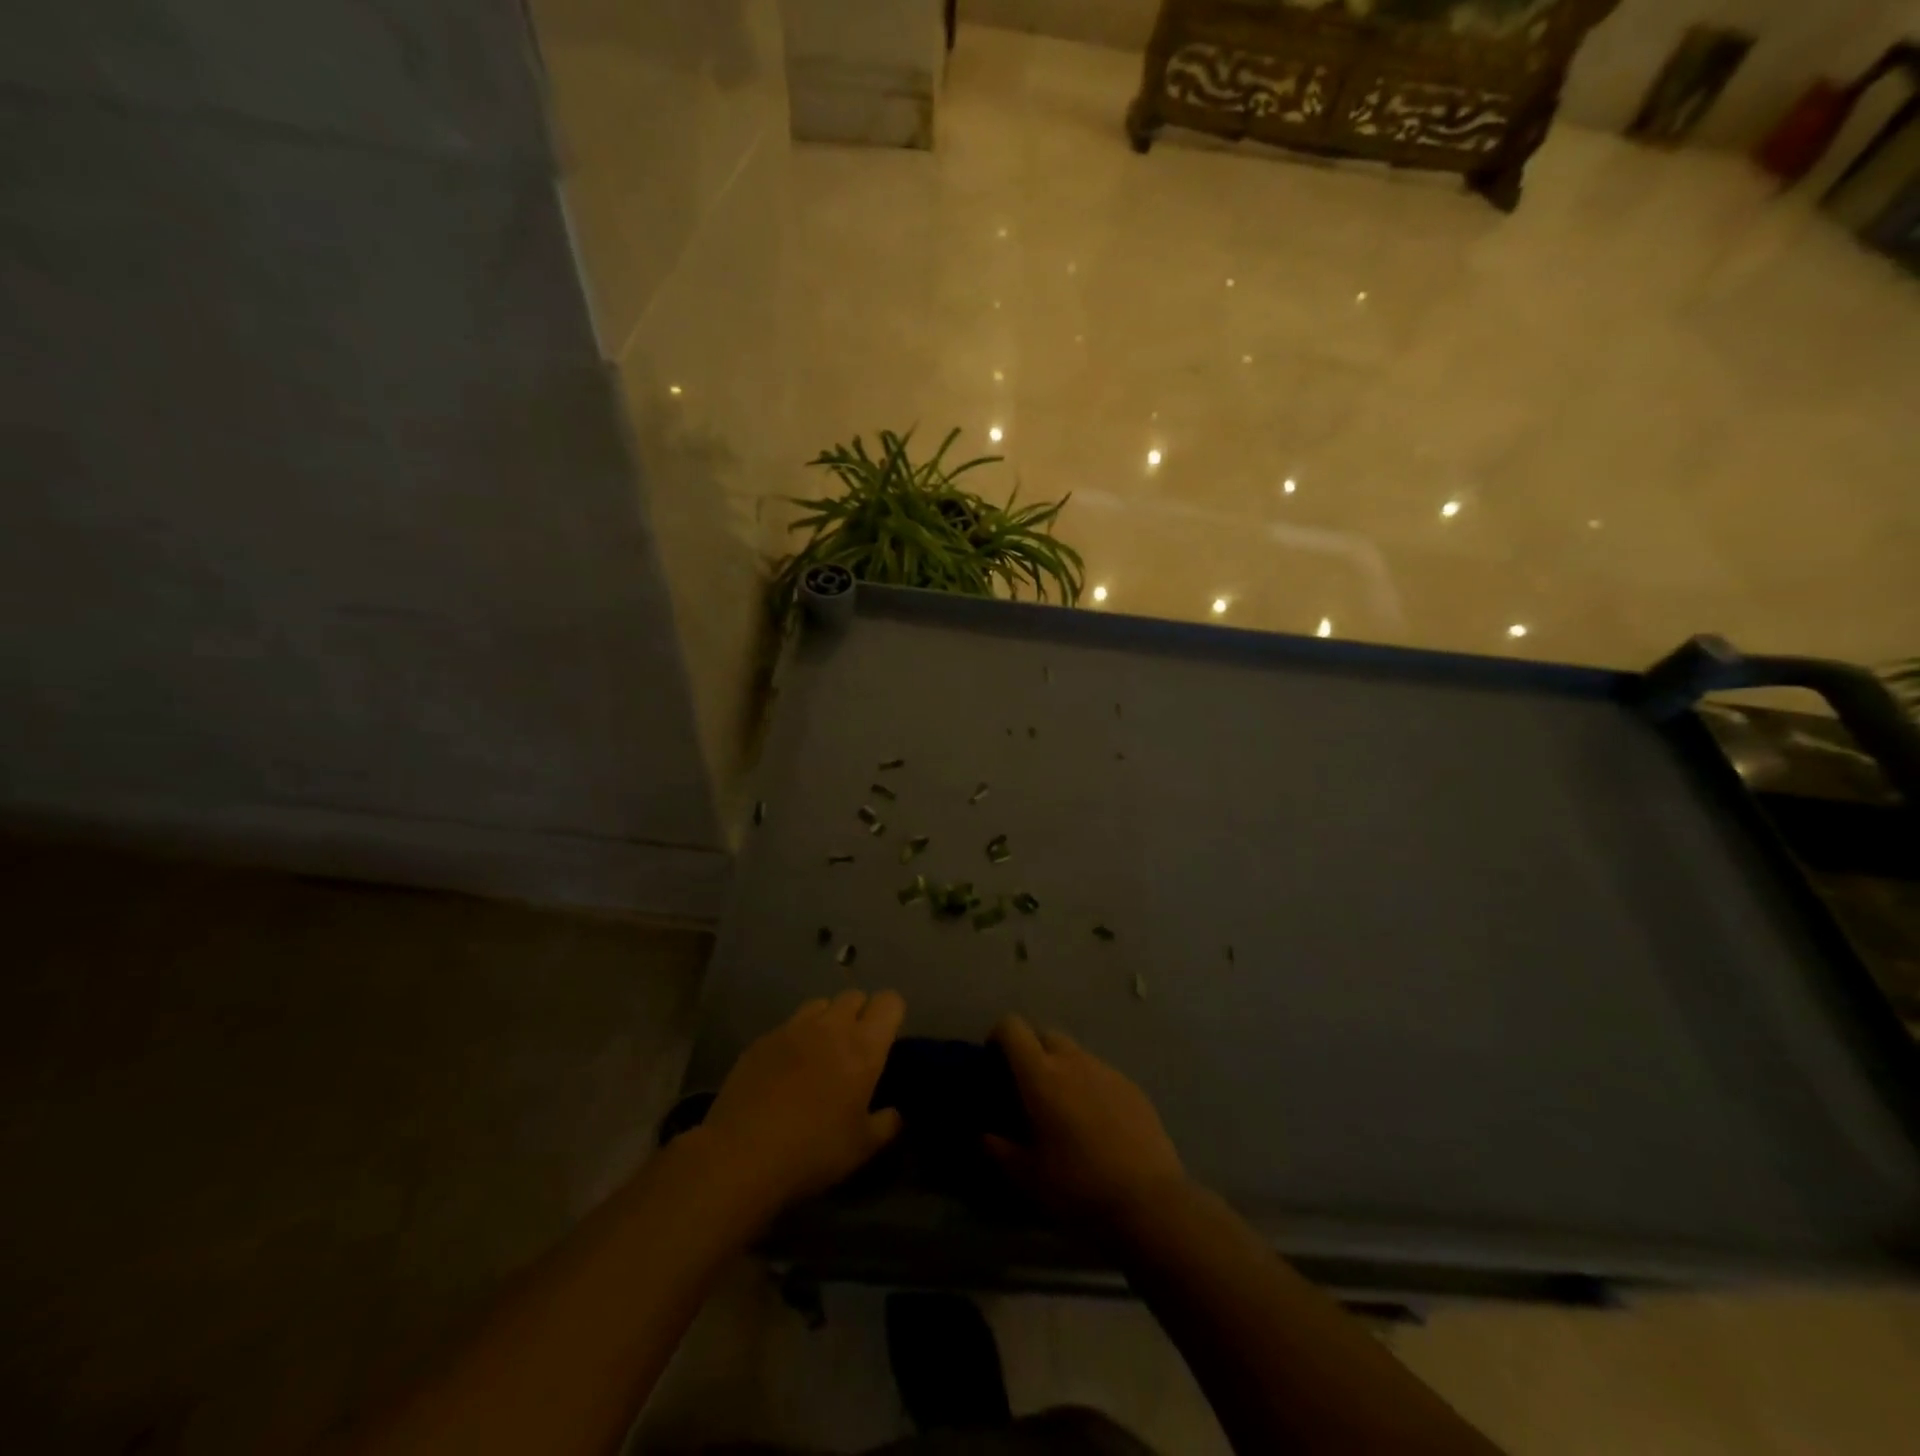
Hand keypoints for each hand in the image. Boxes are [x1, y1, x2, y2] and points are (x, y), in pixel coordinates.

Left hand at [696, 990, 905, 1218]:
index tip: (887, 1039)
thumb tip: (895, 1113)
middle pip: (854, 996)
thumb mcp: (862, 1148)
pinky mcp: (763, 1039)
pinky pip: (788, 1025)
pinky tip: (785, 1069)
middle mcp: (831, 1026)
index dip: (891, 1014)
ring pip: (820, 1004)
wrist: (742, 1154)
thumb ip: (886, 1124)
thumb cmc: (813, 1150)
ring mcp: (793, 1028)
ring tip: (820, 1052)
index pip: (889, 1001)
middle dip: (859, 1014)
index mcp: (864, 1046)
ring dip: (827, 1020)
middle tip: (854, 1049)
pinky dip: (795, 1038)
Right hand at [985, 1014, 1186, 1232]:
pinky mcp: (1132, 1087)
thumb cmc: (1077, 1188)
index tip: (995, 1063)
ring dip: (1063, 1069)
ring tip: (1065, 1110)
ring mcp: (1106, 1071)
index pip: (1012, 1028)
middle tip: (1029, 1089)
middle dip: (1032, 1052)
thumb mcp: (1028, 1178)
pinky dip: (1091, 1086)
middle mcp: (1073, 1061)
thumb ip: (1001, 1150)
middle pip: (1045, 1034)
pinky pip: (1101, 1074)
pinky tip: (1098, 1124)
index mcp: (1040, 1075)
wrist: (1149, 1203)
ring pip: (1076, 1054)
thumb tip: (985, 1136)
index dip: (999, 1037)